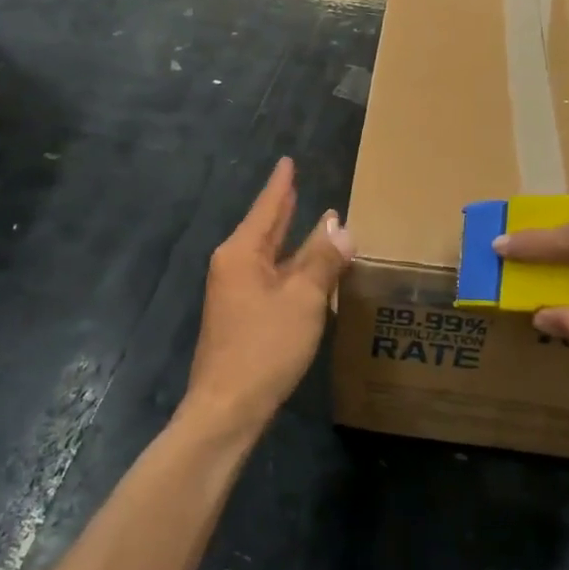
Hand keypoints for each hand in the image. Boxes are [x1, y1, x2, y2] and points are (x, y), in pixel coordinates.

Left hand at [184, 158, 353, 439]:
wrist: (227, 408)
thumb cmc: (265, 347)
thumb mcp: (303, 299)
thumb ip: (322, 260)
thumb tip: (341, 227)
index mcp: (242, 253)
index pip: (267, 208)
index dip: (282, 185)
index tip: (288, 161)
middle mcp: (234, 266)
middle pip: (264, 229)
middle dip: (283, 209)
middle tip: (296, 185)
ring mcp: (234, 293)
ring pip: (269, 256)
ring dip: (291, 240)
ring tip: (311, 221)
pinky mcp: (241, 317)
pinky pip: (270, 279)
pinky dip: (289, 268)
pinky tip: (305, 271)